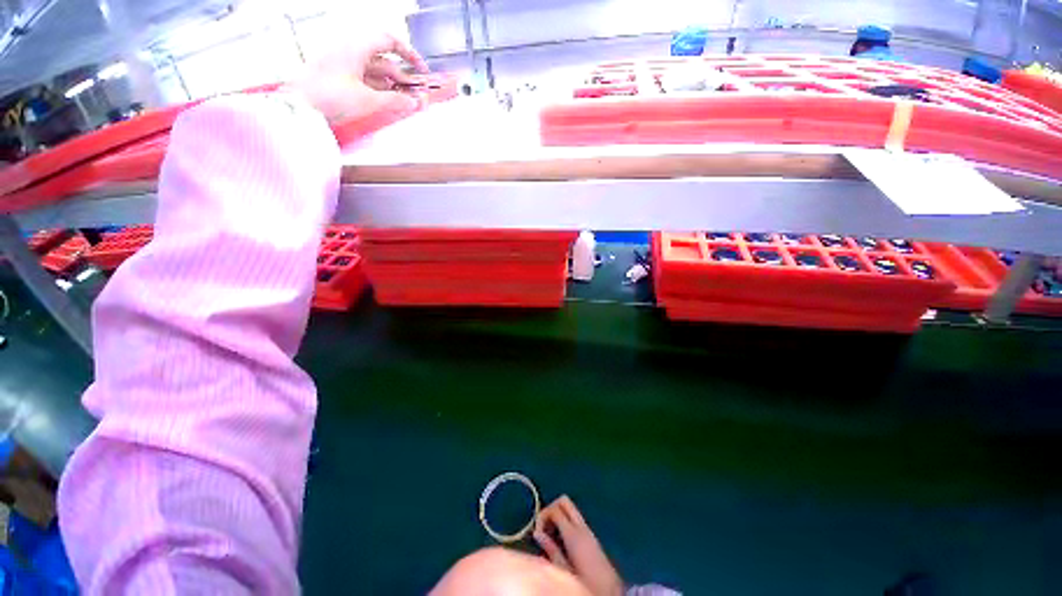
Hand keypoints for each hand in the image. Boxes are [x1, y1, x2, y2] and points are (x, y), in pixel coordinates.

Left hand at [293, 33, 429, 123]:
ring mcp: (343, 65)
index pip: (389, 41)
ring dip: (392, 87)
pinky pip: (365, 81)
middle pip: (384, 60)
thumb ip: (394, 102)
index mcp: (356, 47)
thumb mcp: (368, 101)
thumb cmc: (326, 97)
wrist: (299, 108)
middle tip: (415, 95)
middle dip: (402, 78)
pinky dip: (379, 91)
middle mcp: (350, 52)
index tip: (420, 68)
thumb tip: (412, 103)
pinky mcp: (339, 78)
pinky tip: (387, 103)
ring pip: (375, 72)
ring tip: (404, 103)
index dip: (409, 54)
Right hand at [534, 496, 624, 595]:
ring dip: (557, 516)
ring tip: (549, 536)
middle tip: (543, 528)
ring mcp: (588, 530)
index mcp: (574, 534)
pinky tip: (560, 540)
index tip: (536, 532)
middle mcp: (581, 526)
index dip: (542, 515)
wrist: (611, 591)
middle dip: (550, 509)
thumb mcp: (564, 571)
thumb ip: (551, 550)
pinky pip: (574, 519)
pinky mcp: (590, 536)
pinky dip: (564, 522)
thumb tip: (537, 533)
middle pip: (564, 501)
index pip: (555, 508)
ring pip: (569, 508)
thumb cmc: (586, 582)